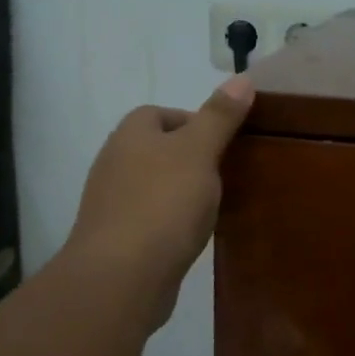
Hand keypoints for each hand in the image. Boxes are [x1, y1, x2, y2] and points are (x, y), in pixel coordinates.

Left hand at [65, 76, 253, 332]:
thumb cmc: (163, 204)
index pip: (160, 113)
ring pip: (154, 186)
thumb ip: (220, 117)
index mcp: (130, 135)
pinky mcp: (117, 239)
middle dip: (190, 159)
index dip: (194, 122)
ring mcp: (111, 203)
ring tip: (213, 206)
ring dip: (180, 193)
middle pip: (157, 150)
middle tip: (225, 174)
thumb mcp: (199, 152)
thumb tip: (242, 78)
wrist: (122, 276)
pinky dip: (171, 223)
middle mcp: (114, 163)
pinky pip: (150, 220)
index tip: (224, 142)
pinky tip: (190, 237)